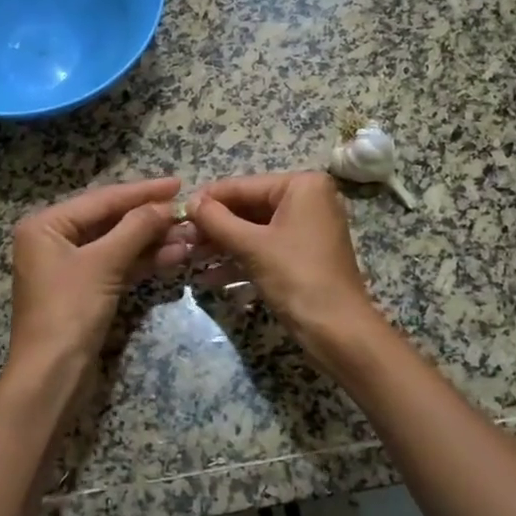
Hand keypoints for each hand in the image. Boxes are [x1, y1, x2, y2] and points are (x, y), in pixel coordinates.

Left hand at [8, 177, 190, 369]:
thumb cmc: (69, 310)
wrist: (52, 375)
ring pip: (116, 244)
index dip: (142, 191)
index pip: (102, 199)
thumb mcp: (104, 263)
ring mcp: (68, 267)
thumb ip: (136, 228)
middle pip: (109, 220)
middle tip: (187, 213)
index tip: (177, 183)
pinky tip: (174, 256)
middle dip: (150, 219)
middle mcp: (53, 240)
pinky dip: (142, 261)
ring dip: (151, 241)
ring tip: (190, 237)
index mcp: (46, 225)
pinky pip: (116, 265)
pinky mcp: (84, 290)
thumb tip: (165, 206)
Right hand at [187, 172, 378, 342]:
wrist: (338, 330)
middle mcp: (308, 200)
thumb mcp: (252, 246)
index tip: (177, 210)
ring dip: (223, 246)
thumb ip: (217, 220)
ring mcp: (307, 229)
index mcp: (302, 186)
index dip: (209, 199)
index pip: (244, 186)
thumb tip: (190, 201)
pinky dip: (240, 262)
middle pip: (249, 208)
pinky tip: (210, 279)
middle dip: (215, 227)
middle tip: (181, 239)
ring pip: (254, 231)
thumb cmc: (297, 277)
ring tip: (189, 259)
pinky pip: (265, 250)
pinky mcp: (303, 256)